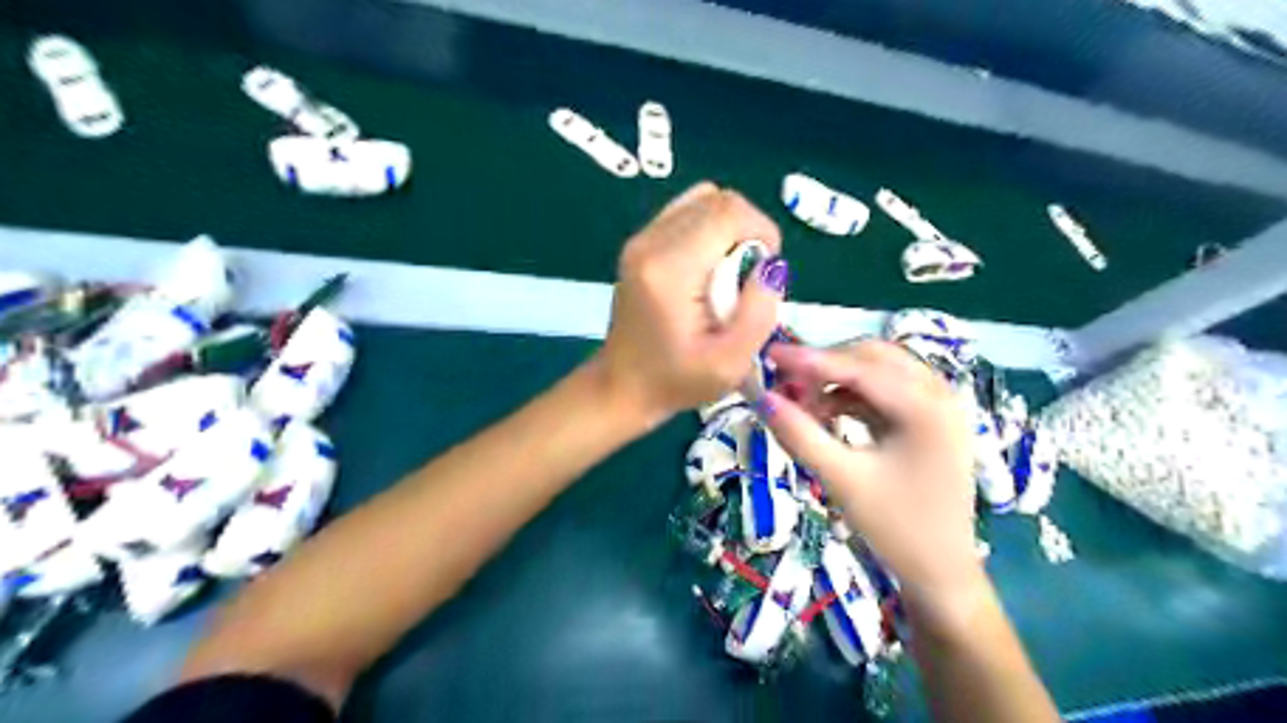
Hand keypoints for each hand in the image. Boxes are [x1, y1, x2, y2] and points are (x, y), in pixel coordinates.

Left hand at [599, 182, 790, 425]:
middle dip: (747, 230)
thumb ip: (760, 310)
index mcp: (670, 269)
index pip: (728, 212)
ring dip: (728, 228)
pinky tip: (708, 269)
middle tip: (748, 277)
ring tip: (729, 272)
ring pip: (701, 200)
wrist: (623, 387)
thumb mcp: (731, 362)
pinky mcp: (639, 244)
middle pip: (716, 199)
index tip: (765, 271)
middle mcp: (650, 242)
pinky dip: (708, 231)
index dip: (761, 231)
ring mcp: (640, 239)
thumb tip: (771, 265)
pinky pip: (685, 214)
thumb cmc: (677, 381)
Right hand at [763, 343, 986, 630]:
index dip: (809, 359)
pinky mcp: (929, 420)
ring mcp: (938, 406)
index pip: (859, 367)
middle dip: (825, 366)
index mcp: (927, 407)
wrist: (942, 574)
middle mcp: (939, 394)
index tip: (768, 354)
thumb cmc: (897, 530)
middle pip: (872, 357)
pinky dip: (851, 395)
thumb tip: (762, 398)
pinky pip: (884, 390)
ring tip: (802, 402)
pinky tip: (826, 413)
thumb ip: (800, 435)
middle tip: (785, 384)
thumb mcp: (842, 481)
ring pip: (878, 370)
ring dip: (837, 379)